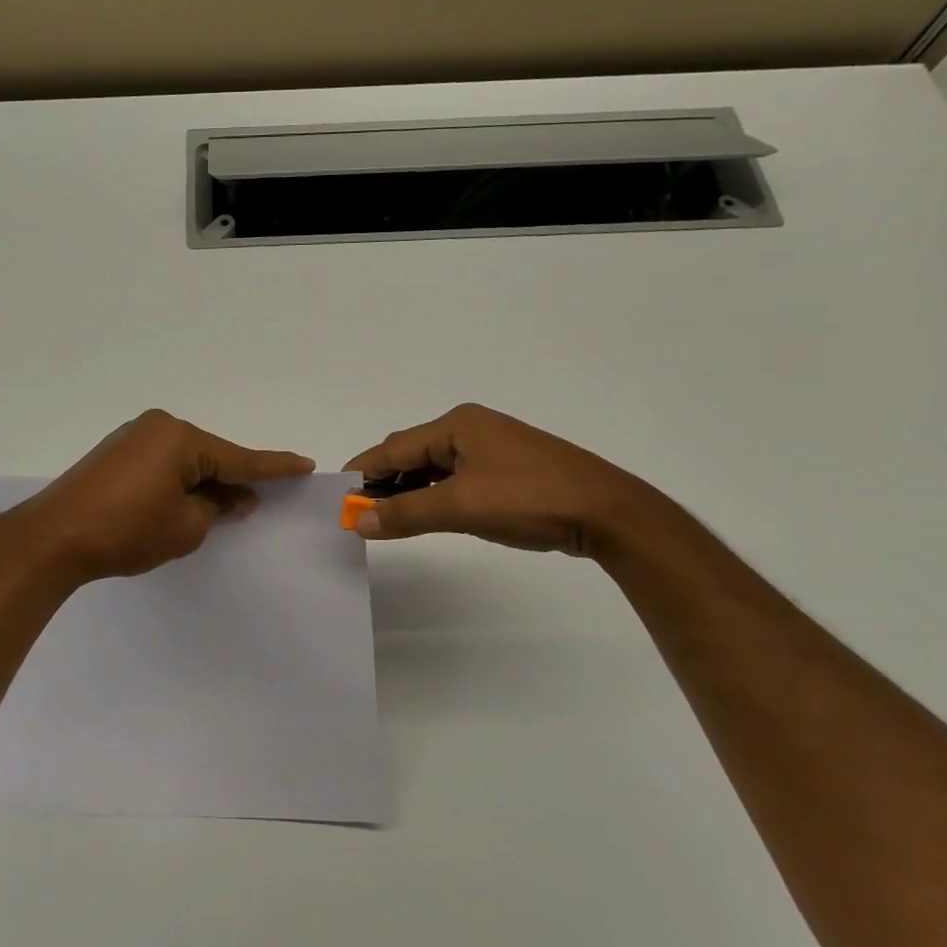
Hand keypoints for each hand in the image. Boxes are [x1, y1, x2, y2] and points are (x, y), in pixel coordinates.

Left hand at [3, 410, 314, 584]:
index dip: (274, 467)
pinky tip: (183, 500)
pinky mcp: (116, 452)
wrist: (53, 537)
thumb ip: (218, 507)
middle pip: (210, 456)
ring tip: (218, 509)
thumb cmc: (126, 532)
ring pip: (185, 460)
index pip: (239, 458)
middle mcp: (159, 427)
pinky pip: (162, 462)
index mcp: (180, 439)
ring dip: (202, 483)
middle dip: (232, 480)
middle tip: (255, 505)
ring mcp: (133, 436)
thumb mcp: (185, 527)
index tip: (304, 464)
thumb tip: (236, 496)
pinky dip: (178, 480)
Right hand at [344, 403, 648, 555]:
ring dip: (412, 491)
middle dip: (386, 482)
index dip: (365, 472)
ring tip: (389, 518)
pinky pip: (458, 478)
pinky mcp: (510, 470)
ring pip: (436, 468)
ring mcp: (494, 448)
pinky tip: (430, 513)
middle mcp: (472, 428)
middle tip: (362, 513)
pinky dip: (437, 495)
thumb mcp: (461, 507)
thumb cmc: (529, 499)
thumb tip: (360, 521)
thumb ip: (406, 513)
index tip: (339, 496)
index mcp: (457, 425)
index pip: (395, 447)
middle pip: (413, 453)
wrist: (607, 512)